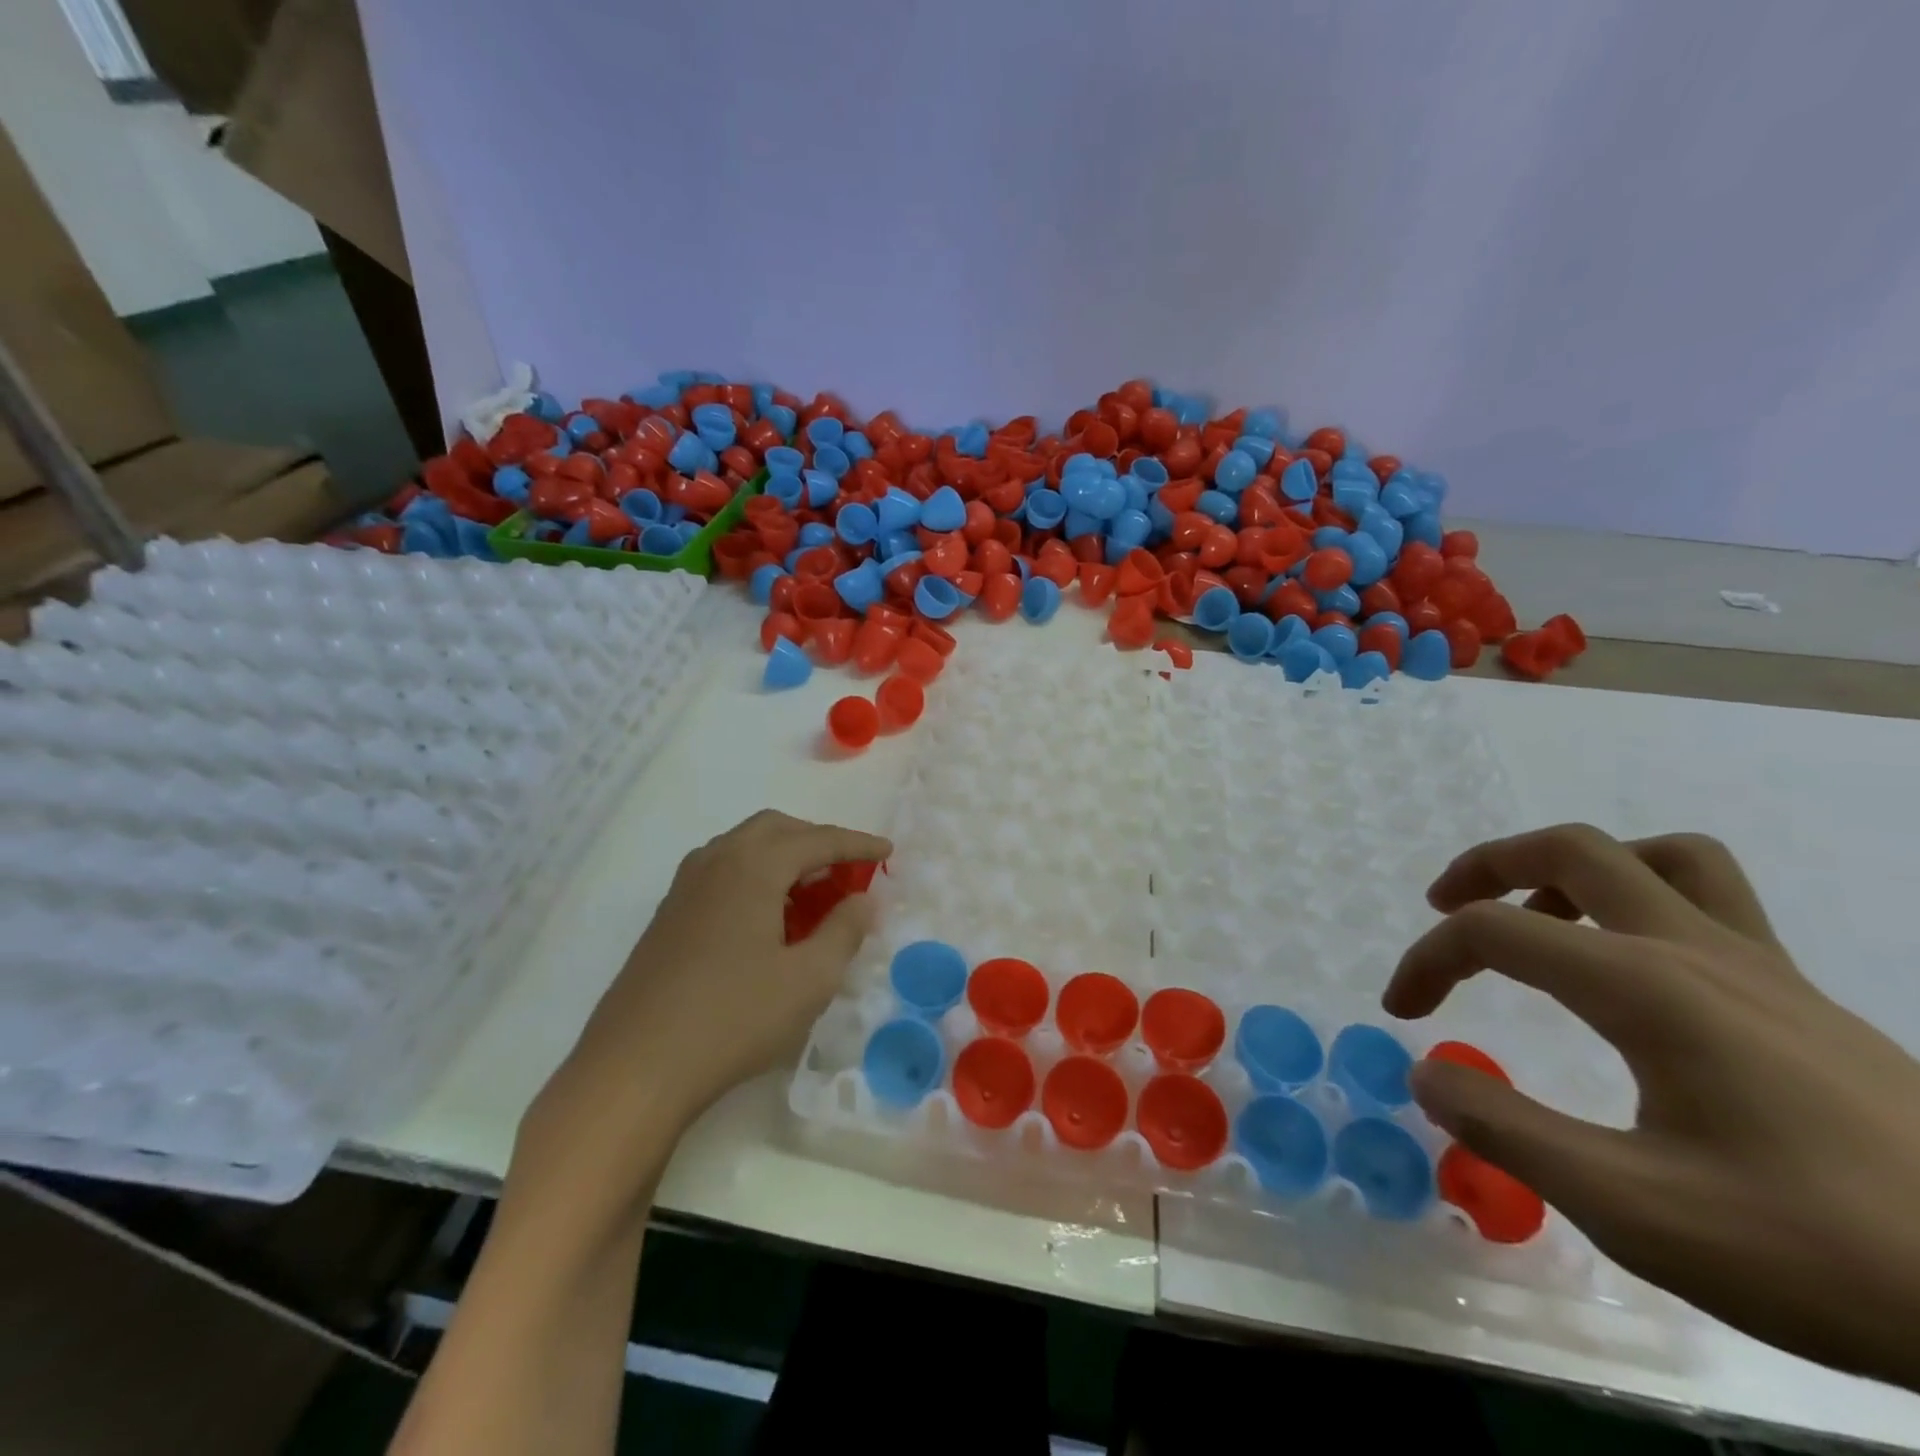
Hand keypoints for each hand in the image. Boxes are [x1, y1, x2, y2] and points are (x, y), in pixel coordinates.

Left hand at [519, 811, 889, 1201]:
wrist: (634, 1068)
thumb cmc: (733, 1019)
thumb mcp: (809, 980)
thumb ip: (844, 931)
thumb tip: (864, 899)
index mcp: (753, 866)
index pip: (817, 839)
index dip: (858, 844)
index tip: (888, 853)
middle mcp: (716, 861)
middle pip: (775, 828)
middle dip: (817, 840)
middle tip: (847, 869)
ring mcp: (685, 887)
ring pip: (743, 847)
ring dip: (783, 855)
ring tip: (811, 891)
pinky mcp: (668, 915)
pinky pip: (722, 871)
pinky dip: (755, 875)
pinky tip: (766, 917)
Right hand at [1384, 824, 1919, 1390]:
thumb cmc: (1823, 1252)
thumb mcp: (1636, 1211)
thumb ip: (1508, 1131)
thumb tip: (1426, 1073)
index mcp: (1647, 986)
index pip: (1495, 931)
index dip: (1428, 959)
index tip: (1402, 1014)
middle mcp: (1697, 951)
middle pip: (1573, 848)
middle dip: (1488, 865)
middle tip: (1444, 907)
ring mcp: (1762, 968)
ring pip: (1656, 857)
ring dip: (1574, 870)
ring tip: (1538, 917)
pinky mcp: (1800, 998)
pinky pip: (1709, 899)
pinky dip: (1641, 897)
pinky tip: (1630, 968)